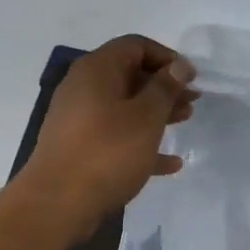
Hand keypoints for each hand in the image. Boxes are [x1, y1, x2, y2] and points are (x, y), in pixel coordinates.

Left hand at [19, 35, 196, 237]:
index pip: (135, 46)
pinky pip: (115, 136)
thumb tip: (179, 65)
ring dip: (156, 112)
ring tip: (185, 122)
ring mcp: (78, 119)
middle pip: (130, 76)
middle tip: (193, 101)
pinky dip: (141, 142)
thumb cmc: (107, 151)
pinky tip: (170, 163)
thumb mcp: (146, 116)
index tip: (191, 78)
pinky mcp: (78, 147)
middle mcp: (83, 87)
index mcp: (97, 70)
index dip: (167, 57)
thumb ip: (165, 88)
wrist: (57, 203)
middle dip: (164, 87)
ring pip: (124, 107)